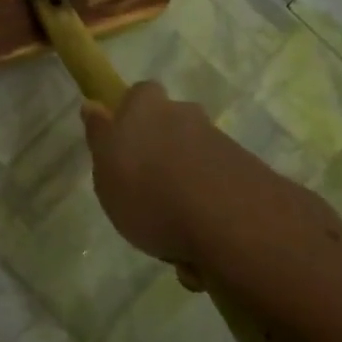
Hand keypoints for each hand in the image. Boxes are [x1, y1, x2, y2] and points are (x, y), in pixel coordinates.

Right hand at [80, 81, 229, 282]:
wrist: (230, 223)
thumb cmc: (149, 193)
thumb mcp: (106, 170)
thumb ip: (100, 136)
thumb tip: (93, 105)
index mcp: (147, 108)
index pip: (139, 95)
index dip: (131, 115)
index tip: (123, 144)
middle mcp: (186, 116)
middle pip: (171, 127)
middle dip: (163, 153)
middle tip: (147, 193)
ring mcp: (221, 144)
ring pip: (195, 161)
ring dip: (186, 189)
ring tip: (173, 235)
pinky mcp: (248, 175)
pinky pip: (217, 190)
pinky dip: (208, 212)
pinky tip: (199, 247)